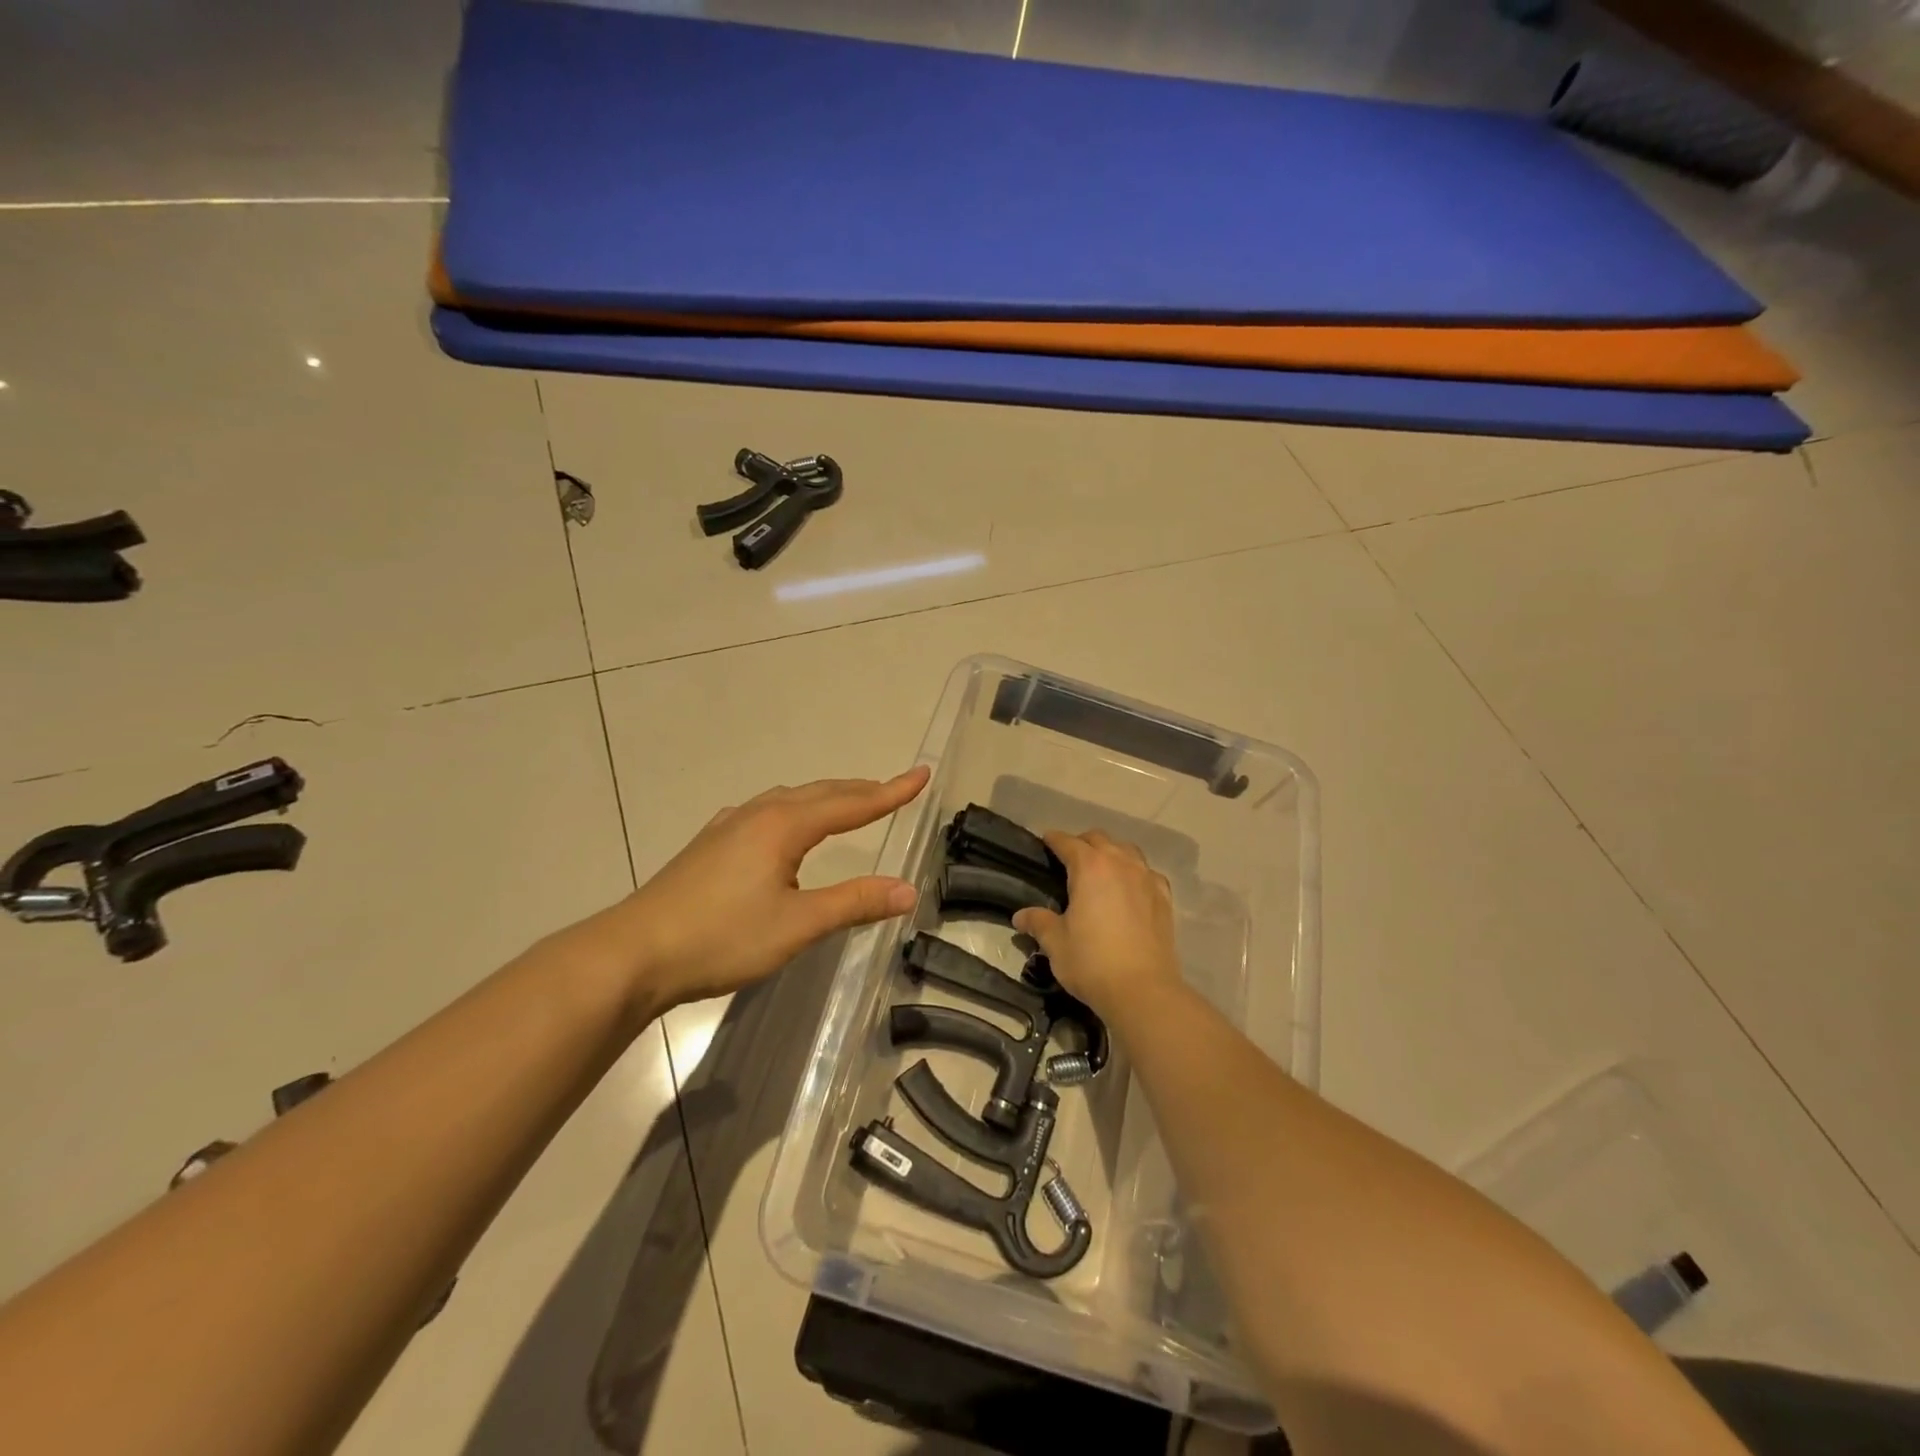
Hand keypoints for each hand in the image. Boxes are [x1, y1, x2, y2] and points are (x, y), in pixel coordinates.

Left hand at [583, 768, 928, 1014]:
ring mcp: (728, 827)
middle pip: (820, 793)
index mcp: (783, 826)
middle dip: (860, 790)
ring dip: (826, 798)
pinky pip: (766, 813)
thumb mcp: (797, 925)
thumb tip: (907, 890)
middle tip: (893, 789)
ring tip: (848, 804)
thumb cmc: (721, 937)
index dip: (889, 792)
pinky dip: (795, 811)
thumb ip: (853, 903)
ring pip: (790, 800)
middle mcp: (757, 814)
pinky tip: (784, 829)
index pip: (850, 803)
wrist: (633, 953)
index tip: (921, 774)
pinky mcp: (709, 845)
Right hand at [1012, 830, 1183, 1018]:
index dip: (1053, 840)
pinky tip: (1130, 889)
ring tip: (1100, 871)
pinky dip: (1135, 873)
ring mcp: (1146, 878)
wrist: (1143, 990)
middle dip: (1082, 843)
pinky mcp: (1164, 897)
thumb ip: (1038, 922)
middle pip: (1099, 839)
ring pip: (1127, 850)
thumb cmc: (1092, 962)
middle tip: (1068, 860)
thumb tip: (1020, 916)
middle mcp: (1120, 863)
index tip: (1045, 842)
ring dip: (1111, 853)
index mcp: (1090, 867)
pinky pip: (1147, 872)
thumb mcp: (1056, 942)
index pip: (1067, 842)